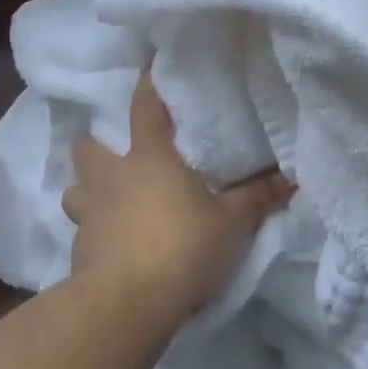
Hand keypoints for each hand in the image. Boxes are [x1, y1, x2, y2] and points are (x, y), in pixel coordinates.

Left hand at [63, 71, 293, 320]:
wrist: (128, 302)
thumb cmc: (182, 247)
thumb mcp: (231, 223)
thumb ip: (257, 198)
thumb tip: (291, 178)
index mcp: (149, 159)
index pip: (144, 108)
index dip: (147, 85)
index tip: (147, 66)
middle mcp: (112, 178)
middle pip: (88, 147)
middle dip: (95, 145)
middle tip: (117, 155)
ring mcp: (90, 214)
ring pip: (76, 191)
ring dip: (88, 192)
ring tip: (110, 203)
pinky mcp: (79, 251)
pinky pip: (83, 232)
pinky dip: (95, 234)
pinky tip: (113, 248)